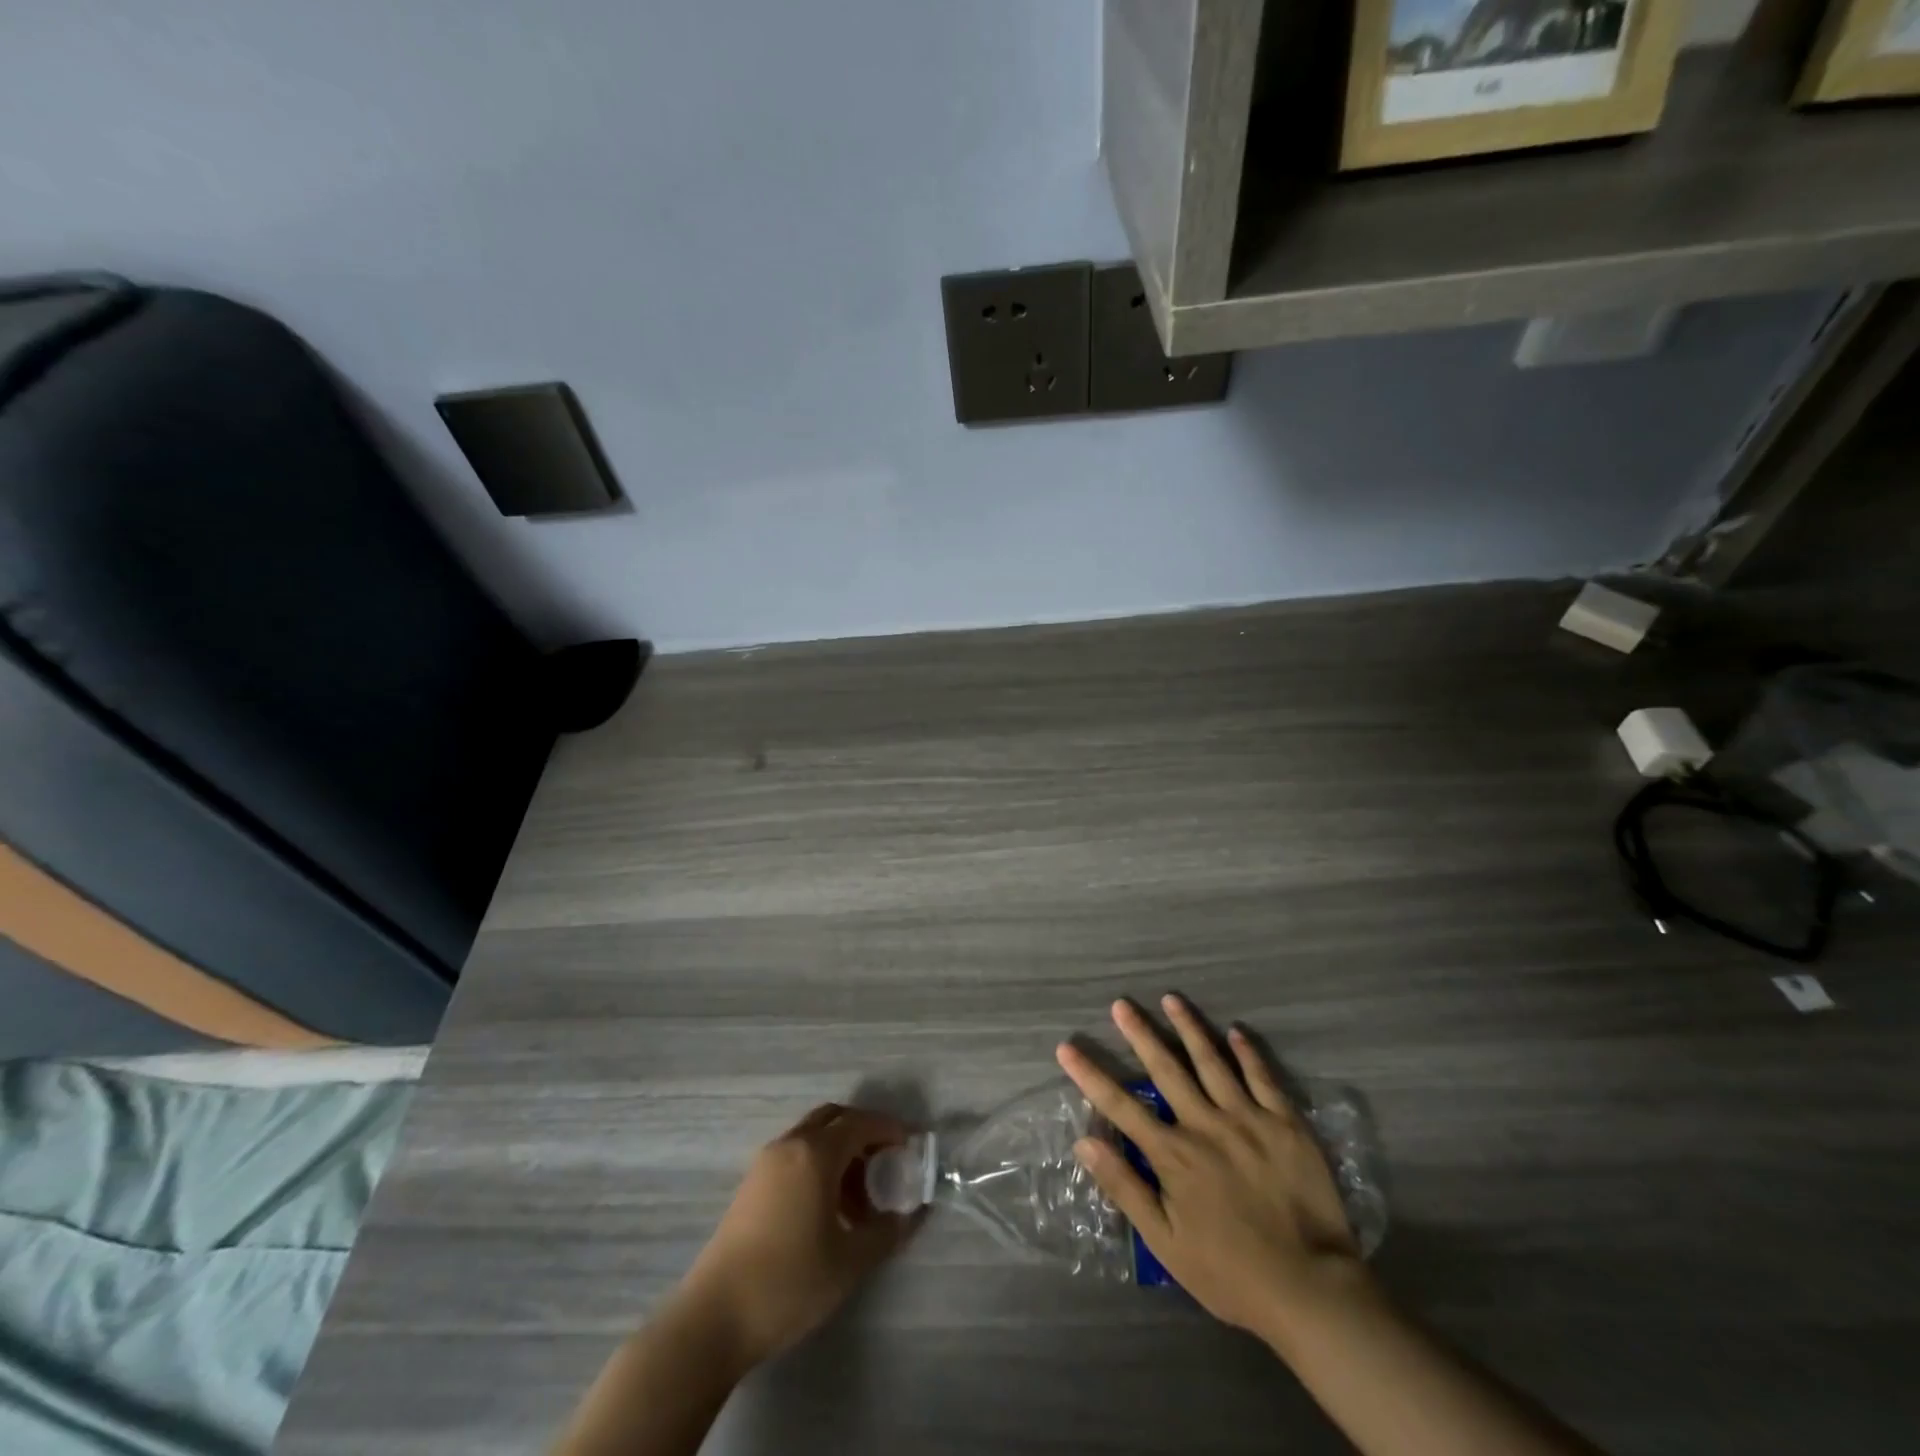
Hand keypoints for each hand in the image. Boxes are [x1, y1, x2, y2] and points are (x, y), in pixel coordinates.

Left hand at [675, 1103, 919, 1369]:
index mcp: (816, 1153)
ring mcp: (766, 1163)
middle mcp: (790, 1145)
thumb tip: (912, 1215)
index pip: (861, 1123)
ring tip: (861, 1197)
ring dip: (841, 1152)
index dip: (889, 1129)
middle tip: (887, 1162)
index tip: (911, 1145)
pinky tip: (829, 1209)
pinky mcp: (751, 1185)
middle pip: (835, 1119)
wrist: (714, 1318)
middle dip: (864, 1133)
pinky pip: (795, 1156)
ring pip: (813, 1137)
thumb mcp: (850, 1262)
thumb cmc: (790, 1282)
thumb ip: (887, 1232)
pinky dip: (819, 1165)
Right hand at [1056, 995, 1364, 1339]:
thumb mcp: (1166, 1242)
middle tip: (1121, 1004)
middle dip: (1140, 1034)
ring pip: (1212, 1061)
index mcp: (1174, 1154)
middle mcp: (1206, 1124)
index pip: (1121, 1106)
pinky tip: (1234, 1031)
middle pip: (1166, 1069)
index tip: (1067, 1047)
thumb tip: (1084, 1142)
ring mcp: (1249, 1119)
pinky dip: (1247, 1052)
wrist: (1312, 1291)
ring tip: (1170, 999)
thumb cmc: (1231, 1273)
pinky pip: (1263, 1077)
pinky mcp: (1286, 1124)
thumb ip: (1125, 1188)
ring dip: (1189, 1027)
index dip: (1091, 1076)